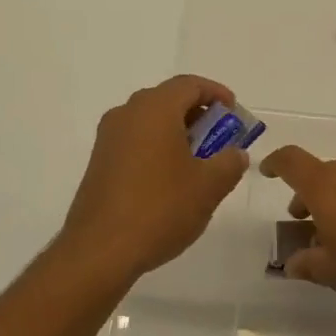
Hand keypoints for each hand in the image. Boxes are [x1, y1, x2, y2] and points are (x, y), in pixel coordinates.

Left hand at [57, 75, 249, 285]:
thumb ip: (229, 163)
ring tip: (200, 163)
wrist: (100, 250)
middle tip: (221, 140)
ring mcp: (109, 138)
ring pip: (150, 122)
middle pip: (169, 100)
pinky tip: (171, 180)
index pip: (190, 84)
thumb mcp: (209, 186)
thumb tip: (235, 154)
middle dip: (199, 115)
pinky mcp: (99, 162)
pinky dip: (158, 148)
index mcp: (154, 109)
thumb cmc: (160, 208)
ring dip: (178, 133)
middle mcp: (127, 114)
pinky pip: (135, 141)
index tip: (235, 114)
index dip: (217, 94)